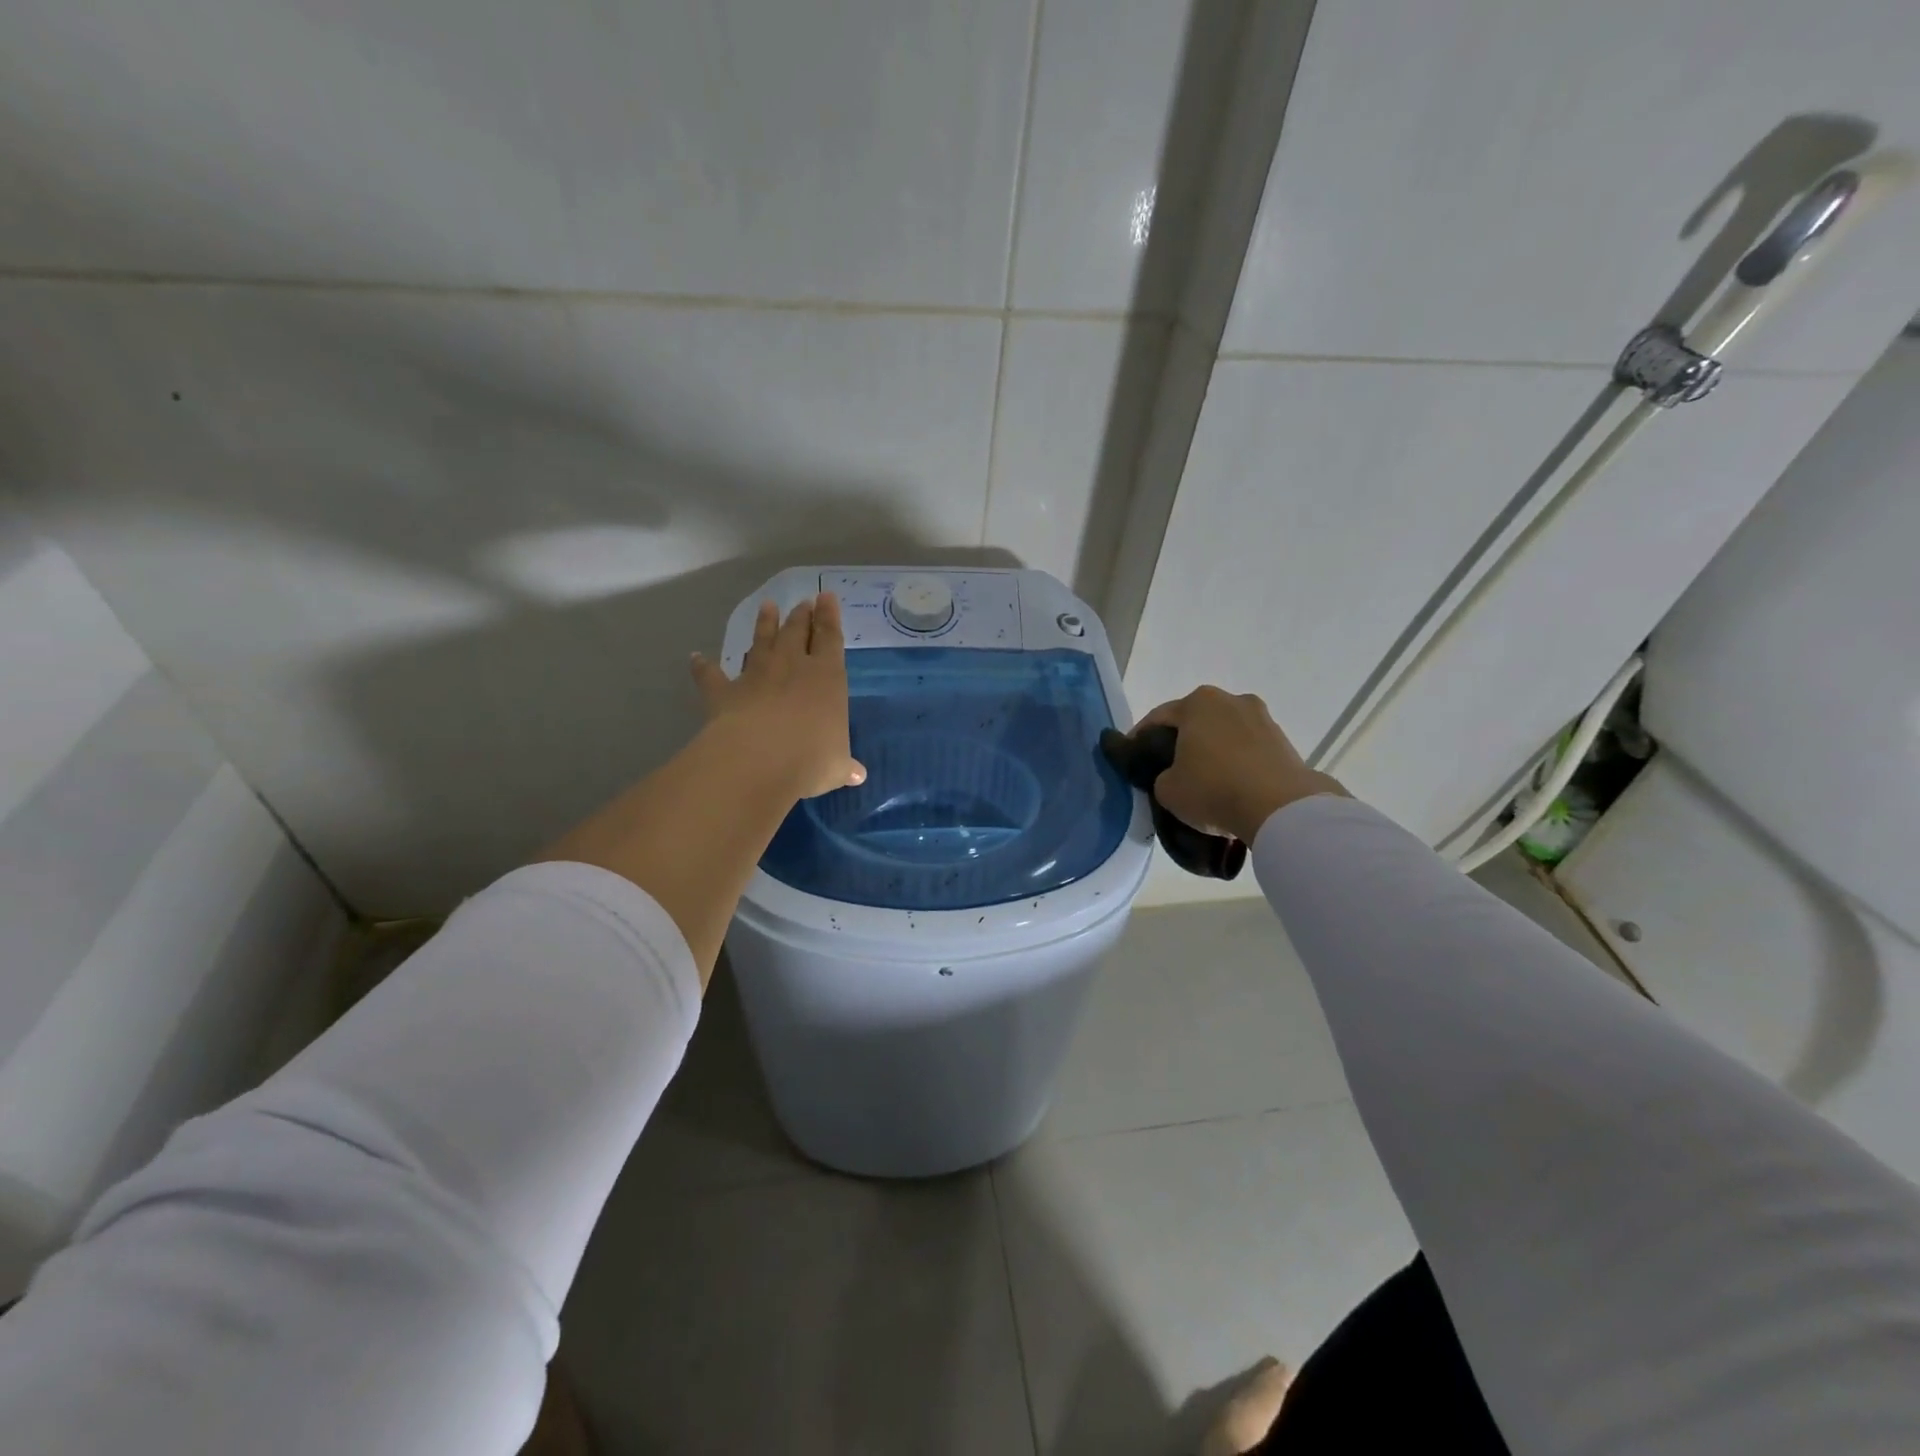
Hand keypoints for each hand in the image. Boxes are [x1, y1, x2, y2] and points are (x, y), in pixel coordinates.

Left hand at [691, 593, 865, 799]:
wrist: (759, 759)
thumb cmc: (811, 758)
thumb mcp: (836, 765)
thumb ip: (844, 765)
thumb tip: (857, 776)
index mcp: (827, 676)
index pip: (830, 638)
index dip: (830, 616)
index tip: (827, 597)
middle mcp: (792, 666)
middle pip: (796, 632)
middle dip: (801, 615)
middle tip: (803, 601)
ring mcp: (756, 675)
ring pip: (761, 641)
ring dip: (764, 624)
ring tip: (767, 607)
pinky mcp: (724, 692)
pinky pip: (711, 675)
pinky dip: (703, 666)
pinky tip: (696, 657)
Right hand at [1131, 686, 1344, 843]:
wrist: (1280, 808)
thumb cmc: (1214, 789)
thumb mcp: (1167, 790)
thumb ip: (1161, 776)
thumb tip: (1173, 776)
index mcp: (1198, 703)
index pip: (1158, 717)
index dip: (1141, 738)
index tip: (1133, 758)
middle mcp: (1231, 700)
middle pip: (1195, 720)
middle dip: (1181, 741)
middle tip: (1168, 768)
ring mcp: (1262, 718)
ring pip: (1224, 733)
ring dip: (1212, 750)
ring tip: (1204, 778)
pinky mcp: (1284, 741)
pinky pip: (1248, 749)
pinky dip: (1236, 761)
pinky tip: (1231, 784)